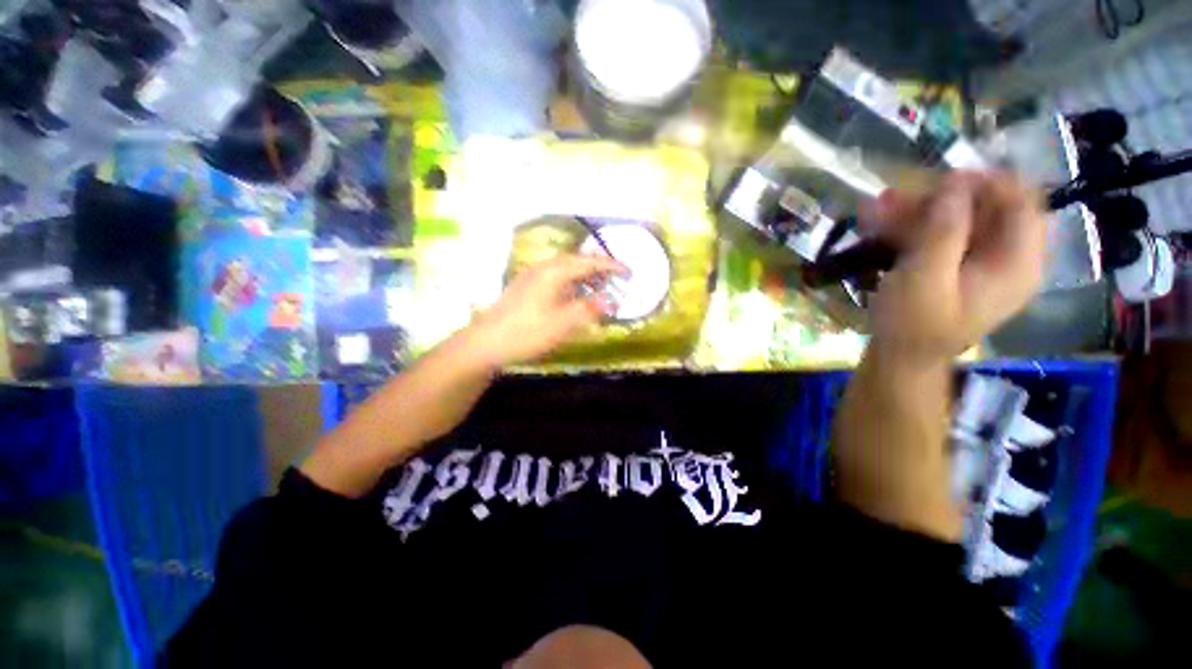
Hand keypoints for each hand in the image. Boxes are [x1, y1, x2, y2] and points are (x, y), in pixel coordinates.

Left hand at [468, 254, 626, 366]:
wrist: (486, 342)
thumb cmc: (527, 332)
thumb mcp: (563, 323)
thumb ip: (588, 309)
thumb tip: (611, 301)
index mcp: (554, 272)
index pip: (589, 263)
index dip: (611, 266)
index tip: (629, 271)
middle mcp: (543, 268)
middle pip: (576, 261)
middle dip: (598, 268)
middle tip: (616, 278)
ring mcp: (531, 276)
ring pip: (565, 269)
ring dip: (584, 275)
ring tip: (599, 287)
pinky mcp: (525, 287)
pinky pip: (555, 278)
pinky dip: (571, 283)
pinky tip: (573, 295)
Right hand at [862, 171, 1046, 364]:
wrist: (900, 357)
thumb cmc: (912, 325)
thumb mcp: (925, 279)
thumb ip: (943, 231)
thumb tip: (954, 182)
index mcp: (1017, 263)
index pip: (1023, 204)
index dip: (989, 183)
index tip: (944, 179)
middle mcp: (1008, 258)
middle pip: (989, 209)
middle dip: (942, 199)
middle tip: (897, 199)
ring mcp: (982, 263)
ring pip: (961, 219)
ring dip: (920, 211)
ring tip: (877, 209)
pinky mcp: (958, 267)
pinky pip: (943, 235)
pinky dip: (914, 227)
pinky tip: (882, 226)